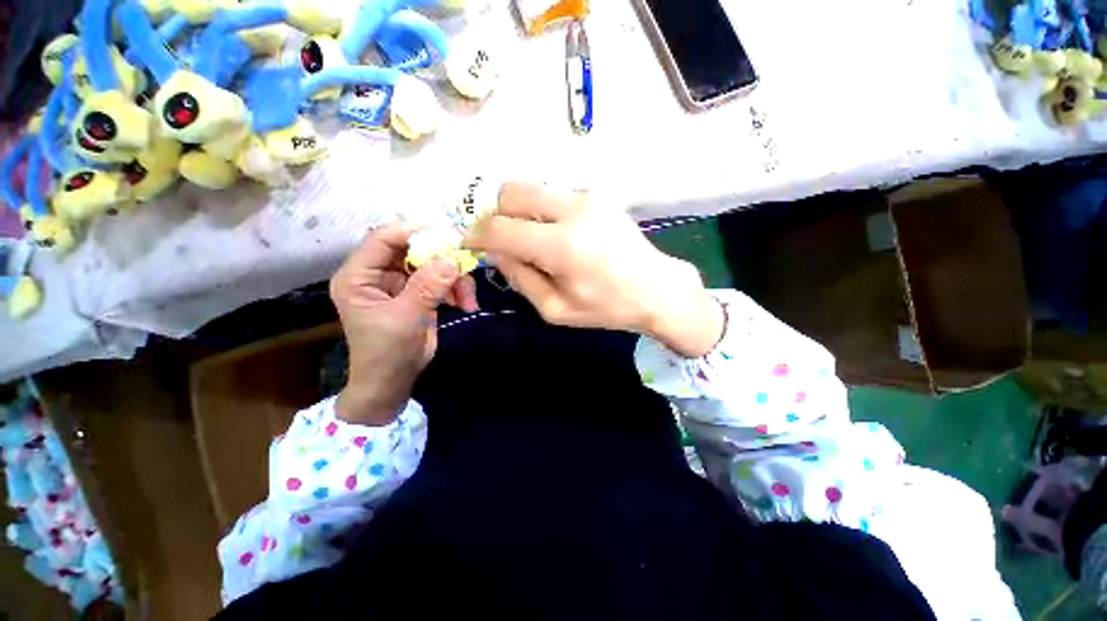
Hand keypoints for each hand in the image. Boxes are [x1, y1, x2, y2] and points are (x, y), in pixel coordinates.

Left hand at [330, 223, 477, 424]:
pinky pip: (443, 280)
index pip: (382, 239)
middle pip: (413, 249)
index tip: (446, 232)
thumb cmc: (386, 352)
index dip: (412, 231)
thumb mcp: (405, 318)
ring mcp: (402, 283)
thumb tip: (452, 260)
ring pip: (433, 265)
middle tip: (467, 263)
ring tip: (468, 299)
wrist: (394, 381)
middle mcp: (379, 274)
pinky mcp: (420, 293)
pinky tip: (466, 304)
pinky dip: (457, 289)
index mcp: (359, 276)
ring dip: (455, 279)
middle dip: (442, 258)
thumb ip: (427, 287)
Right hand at [466, 183, 723, 357]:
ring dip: (523, 214)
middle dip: (498, 216)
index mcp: (562, 246)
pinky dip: (545, 214)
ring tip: (538, 243)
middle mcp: (573, 210)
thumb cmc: (607, 308)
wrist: (657, 289)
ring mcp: (587, 196)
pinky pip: (554, 196)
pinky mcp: (598, 195)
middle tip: (507, 243)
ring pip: (532, 189)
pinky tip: (562, 237)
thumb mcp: (555, 309)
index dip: (477, 235)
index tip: (472, 244)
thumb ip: (520, 278)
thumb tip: (496, 251)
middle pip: (511, 192)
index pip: (500, 228)